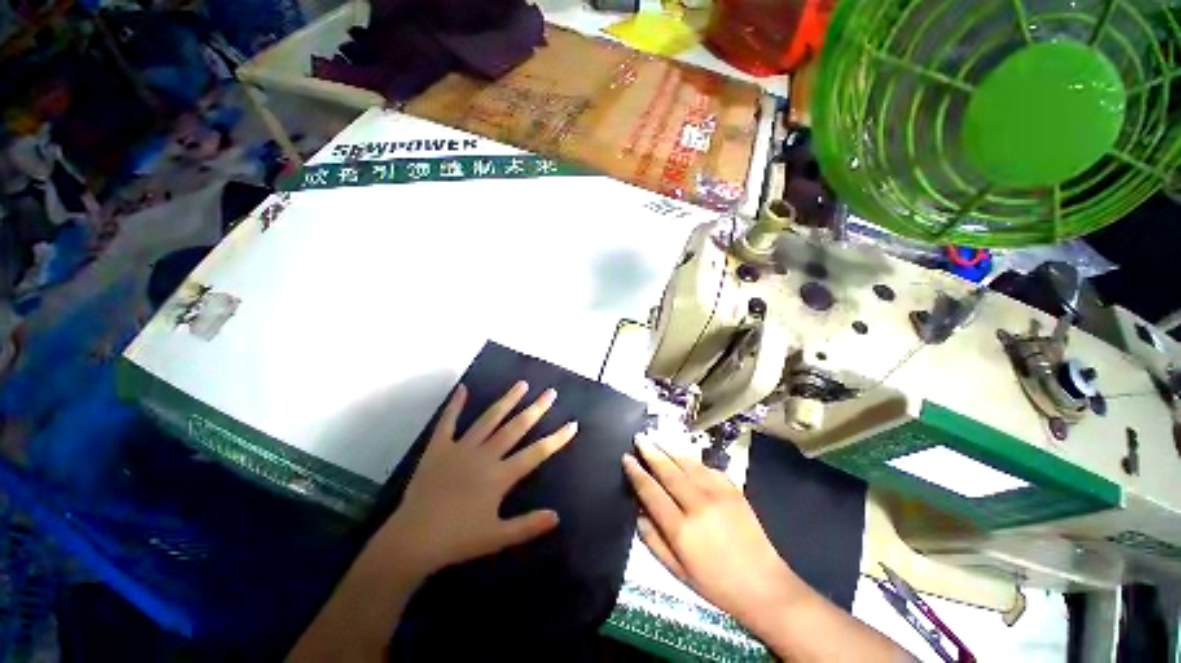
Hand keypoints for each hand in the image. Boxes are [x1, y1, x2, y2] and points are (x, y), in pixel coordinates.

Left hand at [375, 381, 577, 575]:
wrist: (412, 540)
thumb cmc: (457, 540)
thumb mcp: (497, 538)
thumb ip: (528, 526)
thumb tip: (557, 516)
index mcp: (500, 475)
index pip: (536, 452)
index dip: (557, 438)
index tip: (572, 424)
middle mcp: (485, 455)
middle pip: (516, 427)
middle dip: (536, 409)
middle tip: (551, 393)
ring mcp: (461, 448)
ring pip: (489, 419)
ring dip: (507, 400)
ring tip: (522, 384)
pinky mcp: (439, 448)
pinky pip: (448, 422)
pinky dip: (455, 405)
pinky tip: (462, 388)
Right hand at [622, 439, 802, 625]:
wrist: (763, 585)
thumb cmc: (715, 584)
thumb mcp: (676, 570)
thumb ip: (652, 539)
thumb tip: (638, 509)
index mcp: (681, 529)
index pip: (651, 491)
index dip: (636, 472)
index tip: (627, 458)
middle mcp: (698, 505)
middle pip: (668, 470)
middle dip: (651, 452)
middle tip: (639, 438)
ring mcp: (718, 493)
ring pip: (687, 463)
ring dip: (669, 448)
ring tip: (656, 438)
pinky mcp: (733, 489)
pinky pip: (707, 467)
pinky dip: (692, 459)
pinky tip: (683, 456)